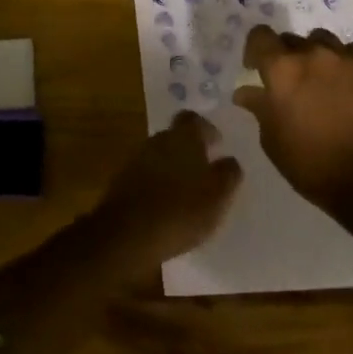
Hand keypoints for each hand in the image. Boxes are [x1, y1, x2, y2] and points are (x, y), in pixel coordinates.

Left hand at [91, 111, 242, 271]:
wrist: (127, 234)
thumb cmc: (181, 210)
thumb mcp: (217, 196)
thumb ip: (228, 174)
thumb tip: (230, 160)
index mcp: (183, 137)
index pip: (195, 119)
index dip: (207, 129)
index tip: (217, 145)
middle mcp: (158, 140)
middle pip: (175, 136)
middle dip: (189, 150)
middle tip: (204, 171)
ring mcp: (136, 159)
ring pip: (160, 156)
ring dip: (172, 169)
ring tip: (187, 193)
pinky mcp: (122, 181)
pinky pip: (146, 175)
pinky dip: (157, 185)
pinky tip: (166, 207)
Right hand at [236, 25, 352, 212]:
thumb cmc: (311, 164)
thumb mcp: (273, 140)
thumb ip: (259, 108)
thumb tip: (245, 92)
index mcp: (281, 70)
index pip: (260, 35)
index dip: (255, 49)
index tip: (256, 68)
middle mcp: (311, 54)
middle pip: (290, 39)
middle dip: (285, 56)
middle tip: (289, 83)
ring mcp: (343, 58)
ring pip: (321, 39)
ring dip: (314, 54)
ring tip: (319, 78)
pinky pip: (351, 50)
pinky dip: (344, 59)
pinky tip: (345, 79)